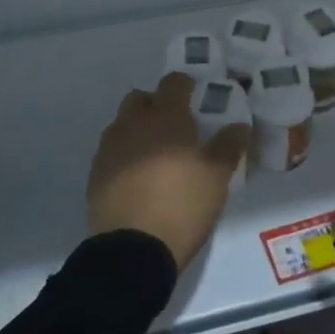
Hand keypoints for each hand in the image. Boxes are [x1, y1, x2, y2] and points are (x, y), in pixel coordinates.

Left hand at [88, 73, 249, 269]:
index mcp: (165, 117)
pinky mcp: (95, 175)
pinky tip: (138, 178)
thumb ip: (229, 146)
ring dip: (138, 129)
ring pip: (123, 124)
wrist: (132, 250)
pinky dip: (124, 155)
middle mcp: (133, 124)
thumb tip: (239, 125)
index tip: (196, 96)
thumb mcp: (217, 177)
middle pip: (141, 98)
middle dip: (156, 104)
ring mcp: (109, 149)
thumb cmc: (182, 204)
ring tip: (156, 154)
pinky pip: (111, 152)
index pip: (173, 83)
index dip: (185, 85)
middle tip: (175, 125)